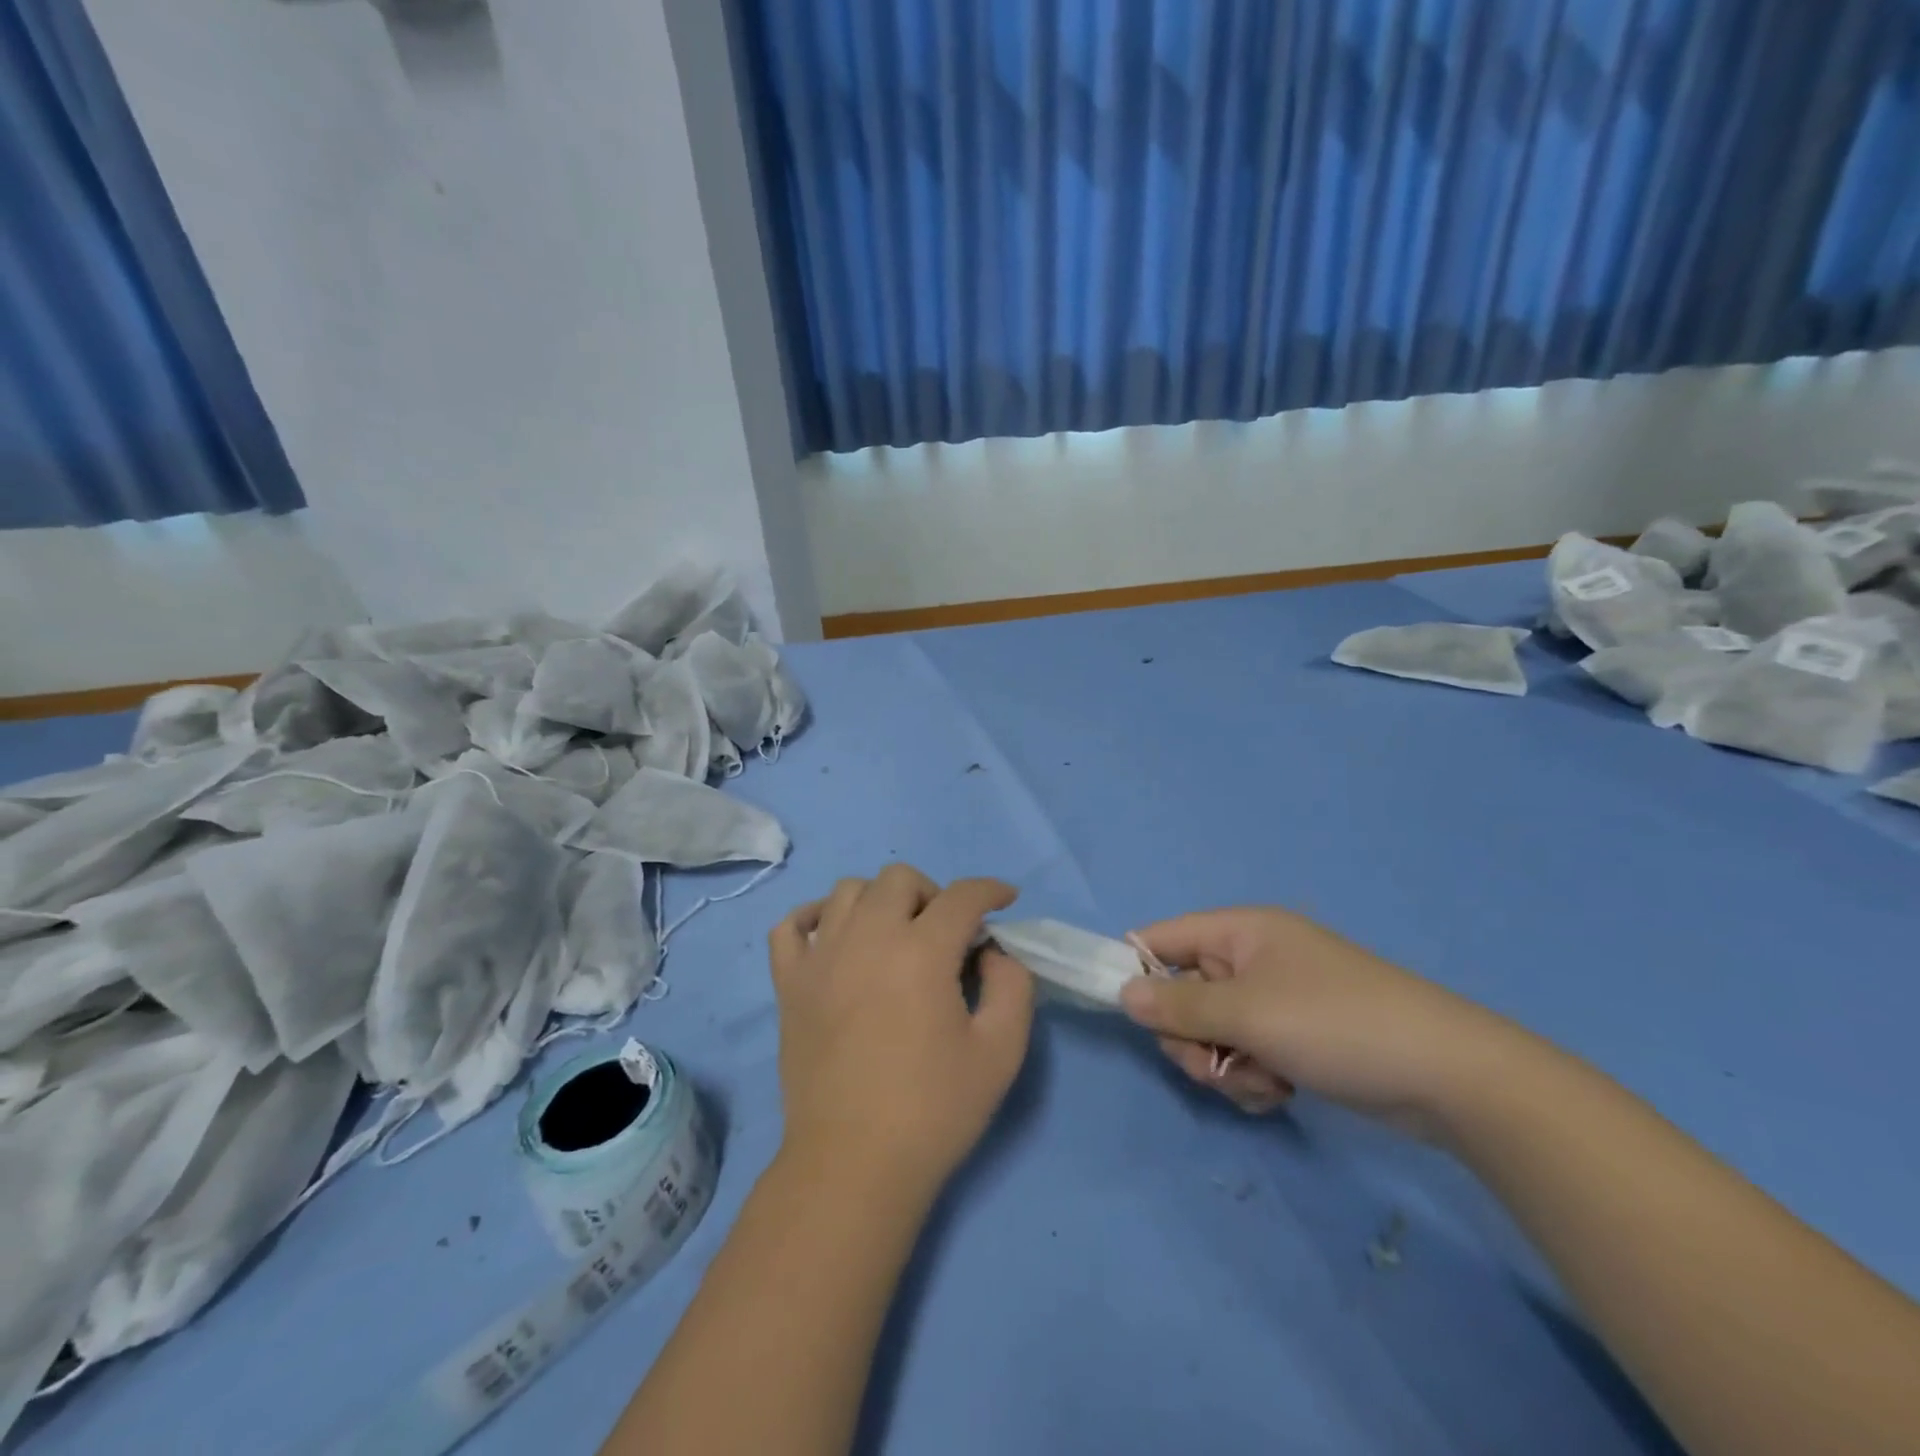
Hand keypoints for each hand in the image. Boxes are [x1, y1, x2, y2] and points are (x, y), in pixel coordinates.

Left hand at [769, 866, 1034, 1197]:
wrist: (853, 1164)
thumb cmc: (933, 1110)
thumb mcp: (1001, 1051)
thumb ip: (1012, 986)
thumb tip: (993, 952)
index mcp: (921, 952)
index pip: (961, 896)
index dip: (990, 890)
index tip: (1005, 900)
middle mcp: (867, 937)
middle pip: (900, 878)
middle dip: (933, 894)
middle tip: (946, 935)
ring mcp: (820, 957)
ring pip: (848, 890)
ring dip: (880, 901)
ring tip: (894, 937)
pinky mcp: (789, 982)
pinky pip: (792, 924)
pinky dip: (816, 917)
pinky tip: (835, 939)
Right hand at [1121, 908, 1516, 1138]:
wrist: (1448, 1076)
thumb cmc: (1336, 1024)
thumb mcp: (1247, 1014)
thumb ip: (1178, 1006)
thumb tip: (1122, 994)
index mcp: (1240, 931)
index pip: (1162, 939)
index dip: (1137, 971)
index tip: (1128, 1016)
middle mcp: (1252, 959)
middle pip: (1183, 995)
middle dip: (1192, 1039)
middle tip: (1215, 1065)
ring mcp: (1276, 1000)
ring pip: (1213, 1034)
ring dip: (1224, 1066)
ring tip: (1264, 1082)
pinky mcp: (1296, 1038)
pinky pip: (1246, 1055)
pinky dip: (1253, 1079)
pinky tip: (1282, 1093)